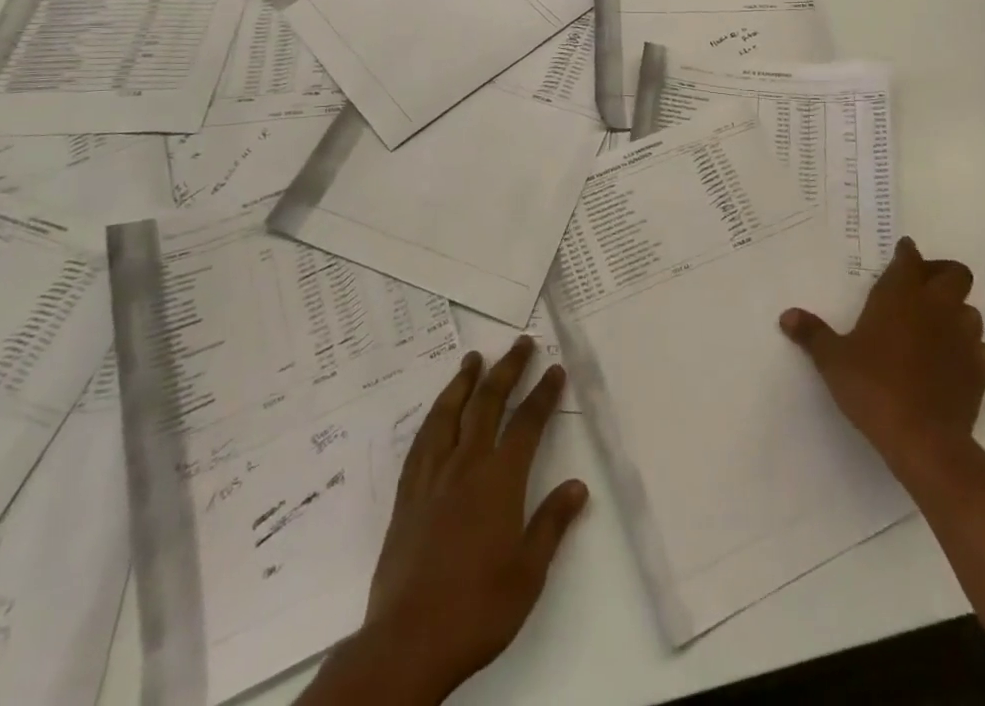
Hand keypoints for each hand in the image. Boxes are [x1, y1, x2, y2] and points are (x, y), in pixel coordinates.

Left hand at [304, 339, 588, 705]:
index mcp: (499, 480)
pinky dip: (434, 417)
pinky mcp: (407, 495)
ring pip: (449, 413)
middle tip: (521, 343)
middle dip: (508, 369)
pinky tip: (438, 412)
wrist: (408, 641)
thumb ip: (552, 524)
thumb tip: (577, 485)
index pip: (527, 423)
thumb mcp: (528, 574)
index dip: (543, 393)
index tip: (554, 368)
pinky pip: (421, 442)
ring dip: (464, 381)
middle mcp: (466, 465)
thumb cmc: (478, 609)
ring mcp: (432, 477)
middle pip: (488, 403)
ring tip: (473, 358)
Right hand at [780, 236, 984, 483]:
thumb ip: (812, 333)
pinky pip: (983, 350)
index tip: (902, 252)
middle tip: (922, 286)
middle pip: (956, 273)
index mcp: (900, 295)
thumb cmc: (872, 387)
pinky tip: (955, 361)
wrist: (923, 439)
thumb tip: (787, 316)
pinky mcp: (981, 371)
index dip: (907, 253)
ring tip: (936, 326)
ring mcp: (964, 338)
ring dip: (957, 312)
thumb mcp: (832, 359)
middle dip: (942, 273)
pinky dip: (972, 350)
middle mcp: (936, 307)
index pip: (909, 259)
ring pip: (972, 311)